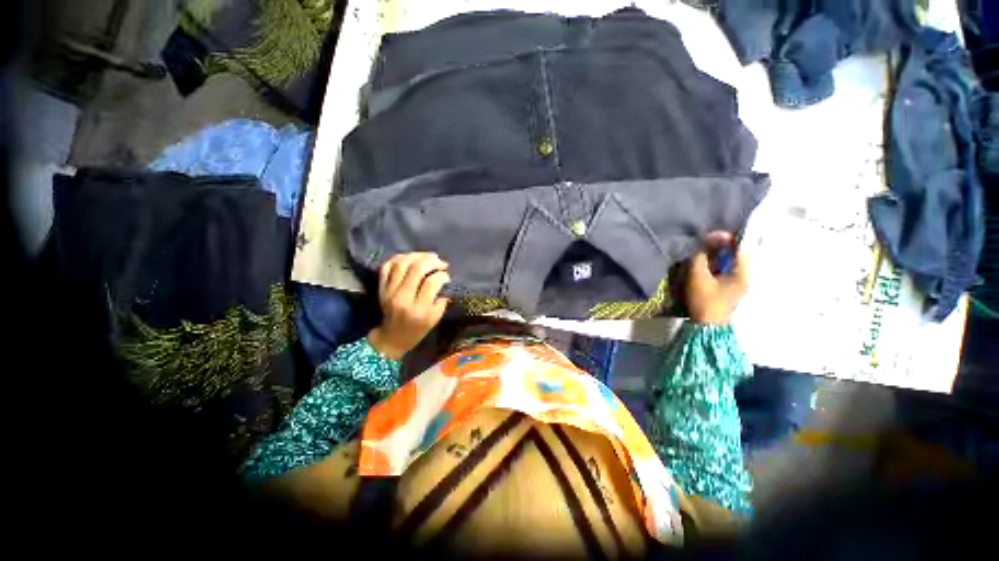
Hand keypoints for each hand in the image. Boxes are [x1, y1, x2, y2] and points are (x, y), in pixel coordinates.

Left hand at [368, 252, 450, 358]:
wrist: (392, 337)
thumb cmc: (417, 330)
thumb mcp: (435, 319)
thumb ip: (441, 300)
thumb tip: (444, 280)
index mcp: (418, 309)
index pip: (431, 283)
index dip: (442, 275)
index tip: (447, 276)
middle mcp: (402, 297)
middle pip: (416, 269)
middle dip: (431, 261)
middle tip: (441, 262)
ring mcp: (389, 291)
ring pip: (402, 264)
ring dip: (417, 256)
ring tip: (428, 256)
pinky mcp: (381, 287)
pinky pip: (387, 267)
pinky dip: (399, 258)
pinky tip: (411, 258)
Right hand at [686, 232, 748, 324]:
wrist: (707, 326)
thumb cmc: (704, 301)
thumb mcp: (698, 277)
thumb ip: (699, 258)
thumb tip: (702, 244)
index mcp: (743, 272)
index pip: (741, 247)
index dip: (726, 238)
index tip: (710, 235)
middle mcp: (746, 275)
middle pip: (738, 253)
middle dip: (722, 245)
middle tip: (705, 242)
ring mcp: (740, 282)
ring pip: (733, 260)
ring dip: (719, 254)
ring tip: (704, 251)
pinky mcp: (732, 287)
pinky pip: (727, 268)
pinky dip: (718, 262)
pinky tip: (707, 263)